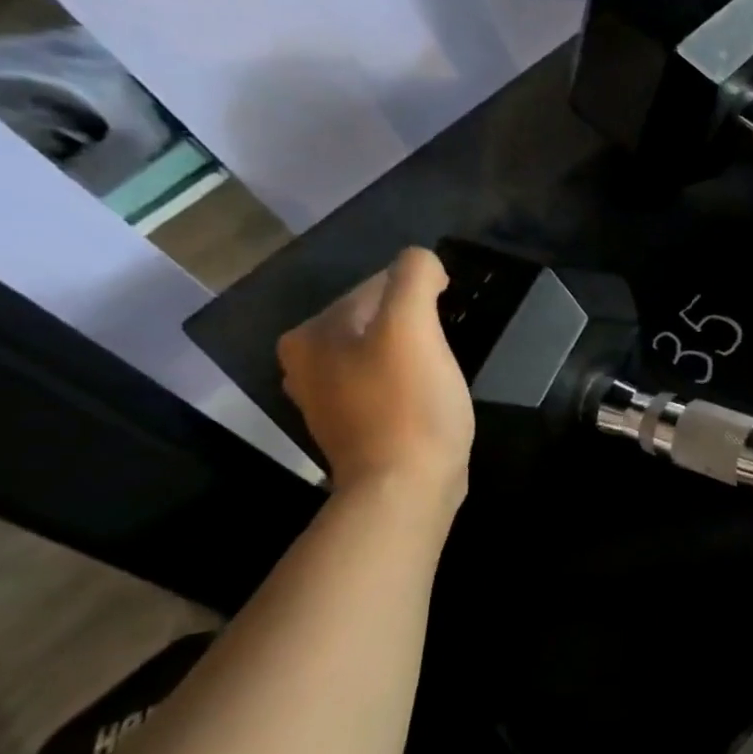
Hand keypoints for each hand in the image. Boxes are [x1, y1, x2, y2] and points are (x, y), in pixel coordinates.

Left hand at [277, 247, 473, 503]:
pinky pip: (383, 384)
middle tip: (445, 353)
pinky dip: (407, 384)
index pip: (377, 286)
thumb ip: (414, 276)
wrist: (404, 489)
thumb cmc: (409, 405)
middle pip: (378, 320)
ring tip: (440, 375)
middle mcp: (305, 362)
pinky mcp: (351, 426)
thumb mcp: (413, 326)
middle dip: (416, 327)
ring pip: (382, 352)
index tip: (447, 325)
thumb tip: (423, 264)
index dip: (422, 297)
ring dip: (414, 355)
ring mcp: (326, 398)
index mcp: (311, 333)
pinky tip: (426, 400)